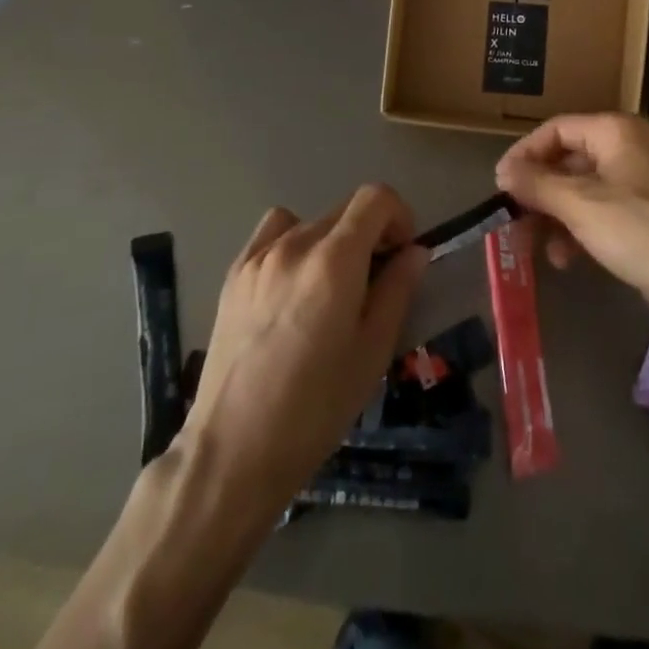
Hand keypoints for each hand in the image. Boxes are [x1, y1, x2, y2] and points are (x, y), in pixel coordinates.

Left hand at [177, 185, 427, 519]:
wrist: (234, 450)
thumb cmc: (316, 408)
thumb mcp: (373, 352)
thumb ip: (398, 290)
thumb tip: (415, 252)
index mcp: (335, 260)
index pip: (376, 197)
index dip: (399, 216)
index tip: (402, 254)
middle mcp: (296, 243)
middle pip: (346, 210)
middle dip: (370, 234)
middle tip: (374, 283)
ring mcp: (259, 255)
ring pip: (312, 222)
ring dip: (333, 241)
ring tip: (330, 289)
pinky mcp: (235, 272)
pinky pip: (274, 233)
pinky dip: (294, 242)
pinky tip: (293, 285)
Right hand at [495, 113, 648, 332]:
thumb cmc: (641, 230)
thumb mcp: (581, 205)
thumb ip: (537, 185)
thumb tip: (503, 171)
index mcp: (614, 132)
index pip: (556, 130)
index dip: (525, 154)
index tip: (500, 185)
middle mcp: (626, 149)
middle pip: (567, 161)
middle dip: (538, 191)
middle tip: (512, 218)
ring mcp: (637, 184)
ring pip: (580, 191)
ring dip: (554, 216)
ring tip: (534, 245)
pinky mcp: (644, 217)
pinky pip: (599, 213)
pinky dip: (578, 230)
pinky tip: (564, 259)